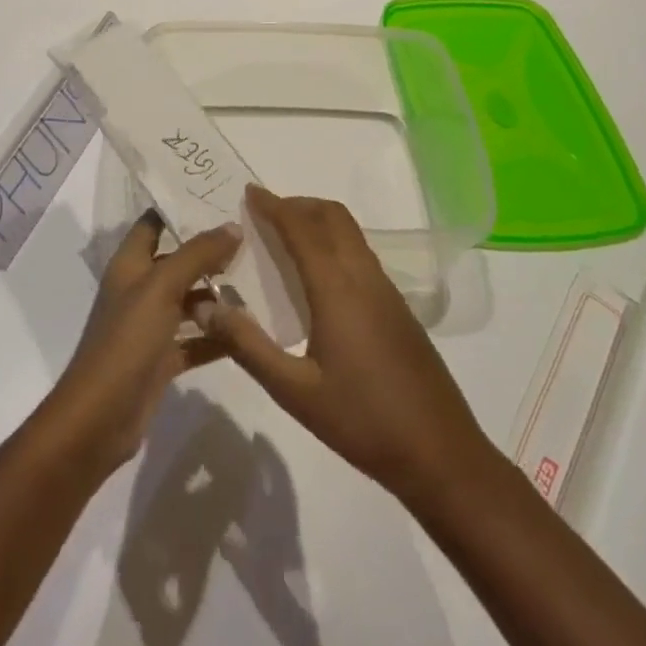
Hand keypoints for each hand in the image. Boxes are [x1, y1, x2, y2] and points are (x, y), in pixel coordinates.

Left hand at [34, 212, 240, 476]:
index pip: (154, 222)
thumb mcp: (162, 287)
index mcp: (130, 264)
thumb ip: (198, 254)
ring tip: (258, 281)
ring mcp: (150, 326)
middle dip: (210, 250)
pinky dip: (217, 335)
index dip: (180, 207)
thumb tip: (232, 226)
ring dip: (218, 294)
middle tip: (251, 238)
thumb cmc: (126, 341)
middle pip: (177, 260)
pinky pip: (195, 339)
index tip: (219, 196)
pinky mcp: (161, 359)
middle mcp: (139, 289)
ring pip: (189, 300)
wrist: (98, 420)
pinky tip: (248, 332)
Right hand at [194, 184, 499, 504]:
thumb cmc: (362, 421)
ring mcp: (386, 288)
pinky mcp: (397, 305)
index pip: (301, 227)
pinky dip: (334, 242)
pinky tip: (318, 277)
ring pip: (350, 231)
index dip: (273, 206)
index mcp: (337, 287)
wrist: (440, 453)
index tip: (248, 193)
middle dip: (297, 204)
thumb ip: (248, 346)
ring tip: (286, 239)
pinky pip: (360, 252)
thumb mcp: (294, 392)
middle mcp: (363, 275)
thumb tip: (205, 308)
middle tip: (265, 214)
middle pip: (331, 215)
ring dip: (318, 220)